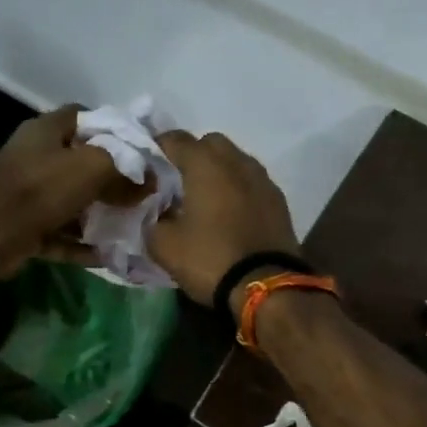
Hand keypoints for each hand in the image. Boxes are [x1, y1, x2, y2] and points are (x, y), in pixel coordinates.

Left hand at [0, 106, 138, 277]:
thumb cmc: (42, 187)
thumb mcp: (93, 166)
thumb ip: (125, 168)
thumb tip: (150, 181)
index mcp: (47, 131)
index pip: (84, 117)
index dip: (113, 128)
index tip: (140, 149)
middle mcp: (36, 158)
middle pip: (81, 163)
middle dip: (112, 179)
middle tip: (142, 193)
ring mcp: (29, 195)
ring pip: (73, 202)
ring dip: (99, 216)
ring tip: (132, 226)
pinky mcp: (26, 228)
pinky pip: (62, 235)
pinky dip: (82, 245)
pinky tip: (110, 255)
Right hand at [148, 131, 300, 311]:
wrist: (267, 287)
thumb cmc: (210, 259)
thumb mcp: (165, 246)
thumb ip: (153, 221)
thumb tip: (157, 213)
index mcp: (206, 164)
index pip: (175, 139)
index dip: (157, 148)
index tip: (147, 166)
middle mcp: (237, 162)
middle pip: (210, 143)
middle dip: (193, 155)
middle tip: (178, 181)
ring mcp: (263, 180)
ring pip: (235, 161)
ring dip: (219, 171)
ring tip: (206, 198)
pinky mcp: (279, 201)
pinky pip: (252, 182)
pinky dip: (238, 189)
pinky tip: (230, 213)